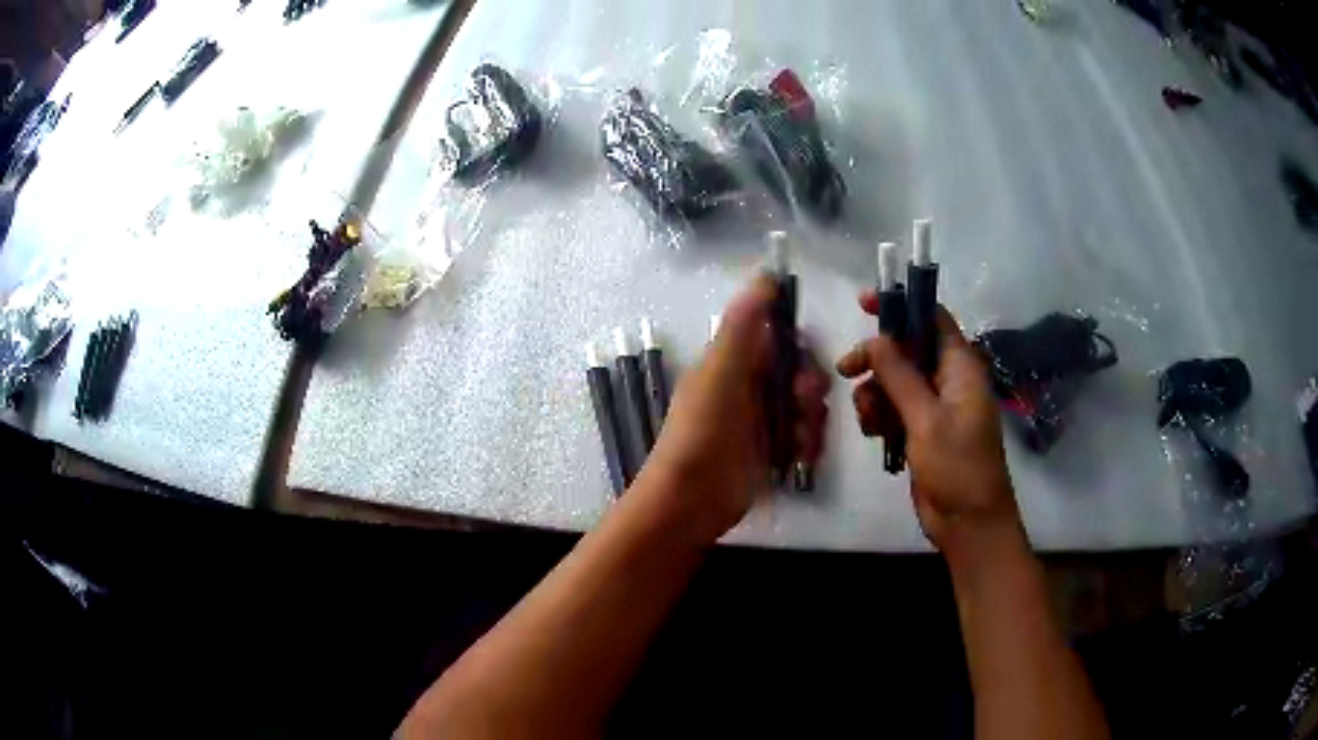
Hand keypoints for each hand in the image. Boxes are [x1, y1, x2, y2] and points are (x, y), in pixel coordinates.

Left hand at [639, 275, 830, 542]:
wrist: (689, 502)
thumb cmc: (702, 433)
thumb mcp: (720, 374)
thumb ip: (743, 327)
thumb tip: (765, 275)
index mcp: (733, 363)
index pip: (777, 338)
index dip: (797, 345)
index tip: (801, 364)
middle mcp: (749, 387)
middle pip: (797, 373)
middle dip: (808, 387)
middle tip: (801, 404)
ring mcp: (761, 422)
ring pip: (805, 407)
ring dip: (810, 420)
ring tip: (798, 441)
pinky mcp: (771, 452)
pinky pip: (803, 437)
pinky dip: (807, 445)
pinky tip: (799, 458)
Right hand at [837, 291, 1021, 555]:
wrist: (968, 523)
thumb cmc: (957, 466)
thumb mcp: (926, 418)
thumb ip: (900, 375)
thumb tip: (877, 337)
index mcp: (960, 367)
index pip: (932, 318)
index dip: (901, 305)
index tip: (864, 305)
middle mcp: (948, 380)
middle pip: (906, 350)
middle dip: (877, 359)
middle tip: (846, 370)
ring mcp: (934, 407)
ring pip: (895, 381)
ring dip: (874, 394)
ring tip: (868, 420)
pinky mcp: (922, 431)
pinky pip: (894, 409)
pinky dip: (879, 416)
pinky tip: (873, 435)